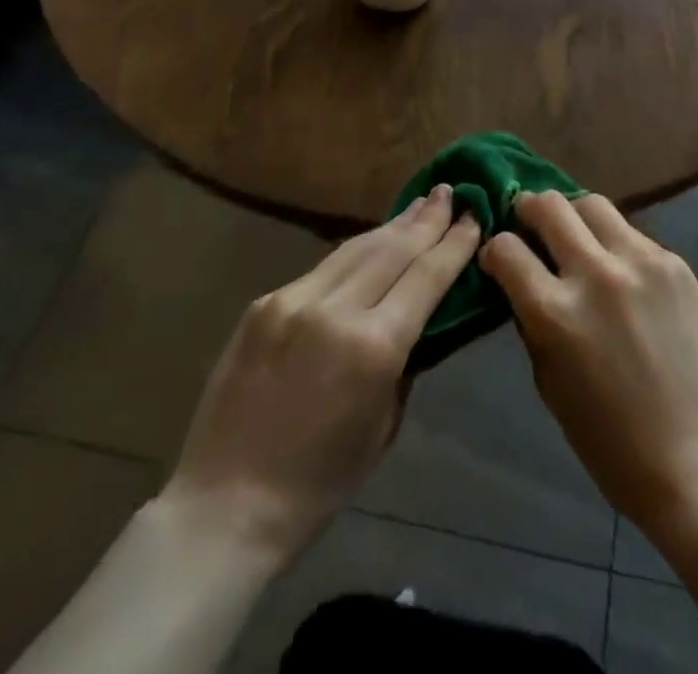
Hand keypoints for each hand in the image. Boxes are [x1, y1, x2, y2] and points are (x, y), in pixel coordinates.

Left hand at [161, 185, 480, 565]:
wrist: (225, 505)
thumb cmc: (319, 482)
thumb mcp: (384, 424)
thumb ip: (405, 360)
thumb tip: (420, 315)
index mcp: (374, 347)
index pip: (427, 277)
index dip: (454, 243)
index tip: (473, 215)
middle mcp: (336, 310)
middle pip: (394, 250)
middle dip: (426, 219)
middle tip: (449, 192)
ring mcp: (294, 300)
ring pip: (356, 248)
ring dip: (392, 225)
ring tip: (417, 205)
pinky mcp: (265, 302)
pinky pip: (321, 268)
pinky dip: (353, 251)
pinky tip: (369, 242)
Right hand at [480, 192, 697, 530]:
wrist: (697, 457)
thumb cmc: (610, 440)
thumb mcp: (550, 383)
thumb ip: (534, 321)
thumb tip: (522, 280)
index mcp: (556, 313)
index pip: (506, 249)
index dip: (494, 249)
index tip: (498, 257)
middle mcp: (596, 274)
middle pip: (550, 206)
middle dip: (528, 208)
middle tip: (528, 220)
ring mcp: (640, 262)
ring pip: (593, 204)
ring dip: (573, 214)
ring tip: (574, 234)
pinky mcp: (674, 263)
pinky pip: (632, 233)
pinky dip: (614, 241)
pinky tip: (619, 268)